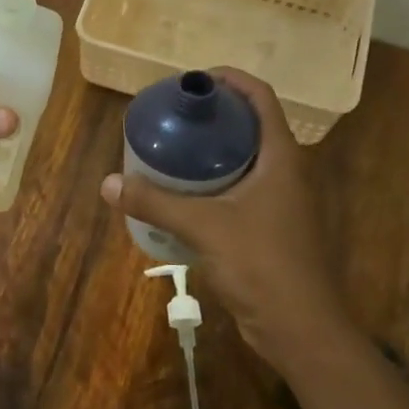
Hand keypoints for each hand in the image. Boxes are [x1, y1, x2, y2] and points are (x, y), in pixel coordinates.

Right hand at [100, 69, 345, 373]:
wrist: (300, 328)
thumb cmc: (262, 265)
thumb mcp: (205, 227)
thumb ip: (156, 203)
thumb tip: (108, 183)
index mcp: (281, 157)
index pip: (261, 97)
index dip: (230, 80)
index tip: (193, 81)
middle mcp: (285, 171)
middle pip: (250, 125)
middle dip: (213, 116)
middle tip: (173, 116)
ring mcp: (280, 202)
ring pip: (244, 160)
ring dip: (211, 151)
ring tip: (170, 150)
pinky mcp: (270, 228)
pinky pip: (239, 190)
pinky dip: (212, 183)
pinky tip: (181, 195)